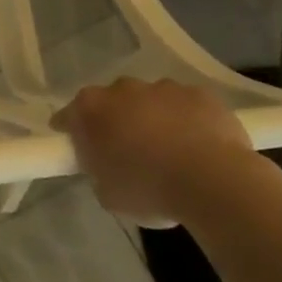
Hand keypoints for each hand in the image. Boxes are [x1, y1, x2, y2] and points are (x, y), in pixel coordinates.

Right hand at [51, 78, 258, 227]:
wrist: (211, 182)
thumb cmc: (148, 190)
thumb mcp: (107, 194)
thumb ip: (99, 172)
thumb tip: (107, 166)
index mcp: (91, 110)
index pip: (69, 115)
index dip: (71, 129)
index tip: (76, 144)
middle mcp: (122, 89)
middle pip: (112, 101)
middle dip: (116, 119)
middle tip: (127, 149)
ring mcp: (163, 88)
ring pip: (151, 100)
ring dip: (154, 118)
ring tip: (169, 150)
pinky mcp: (199, 94)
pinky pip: (186, 105)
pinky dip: (187, 120)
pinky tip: (199, 145)